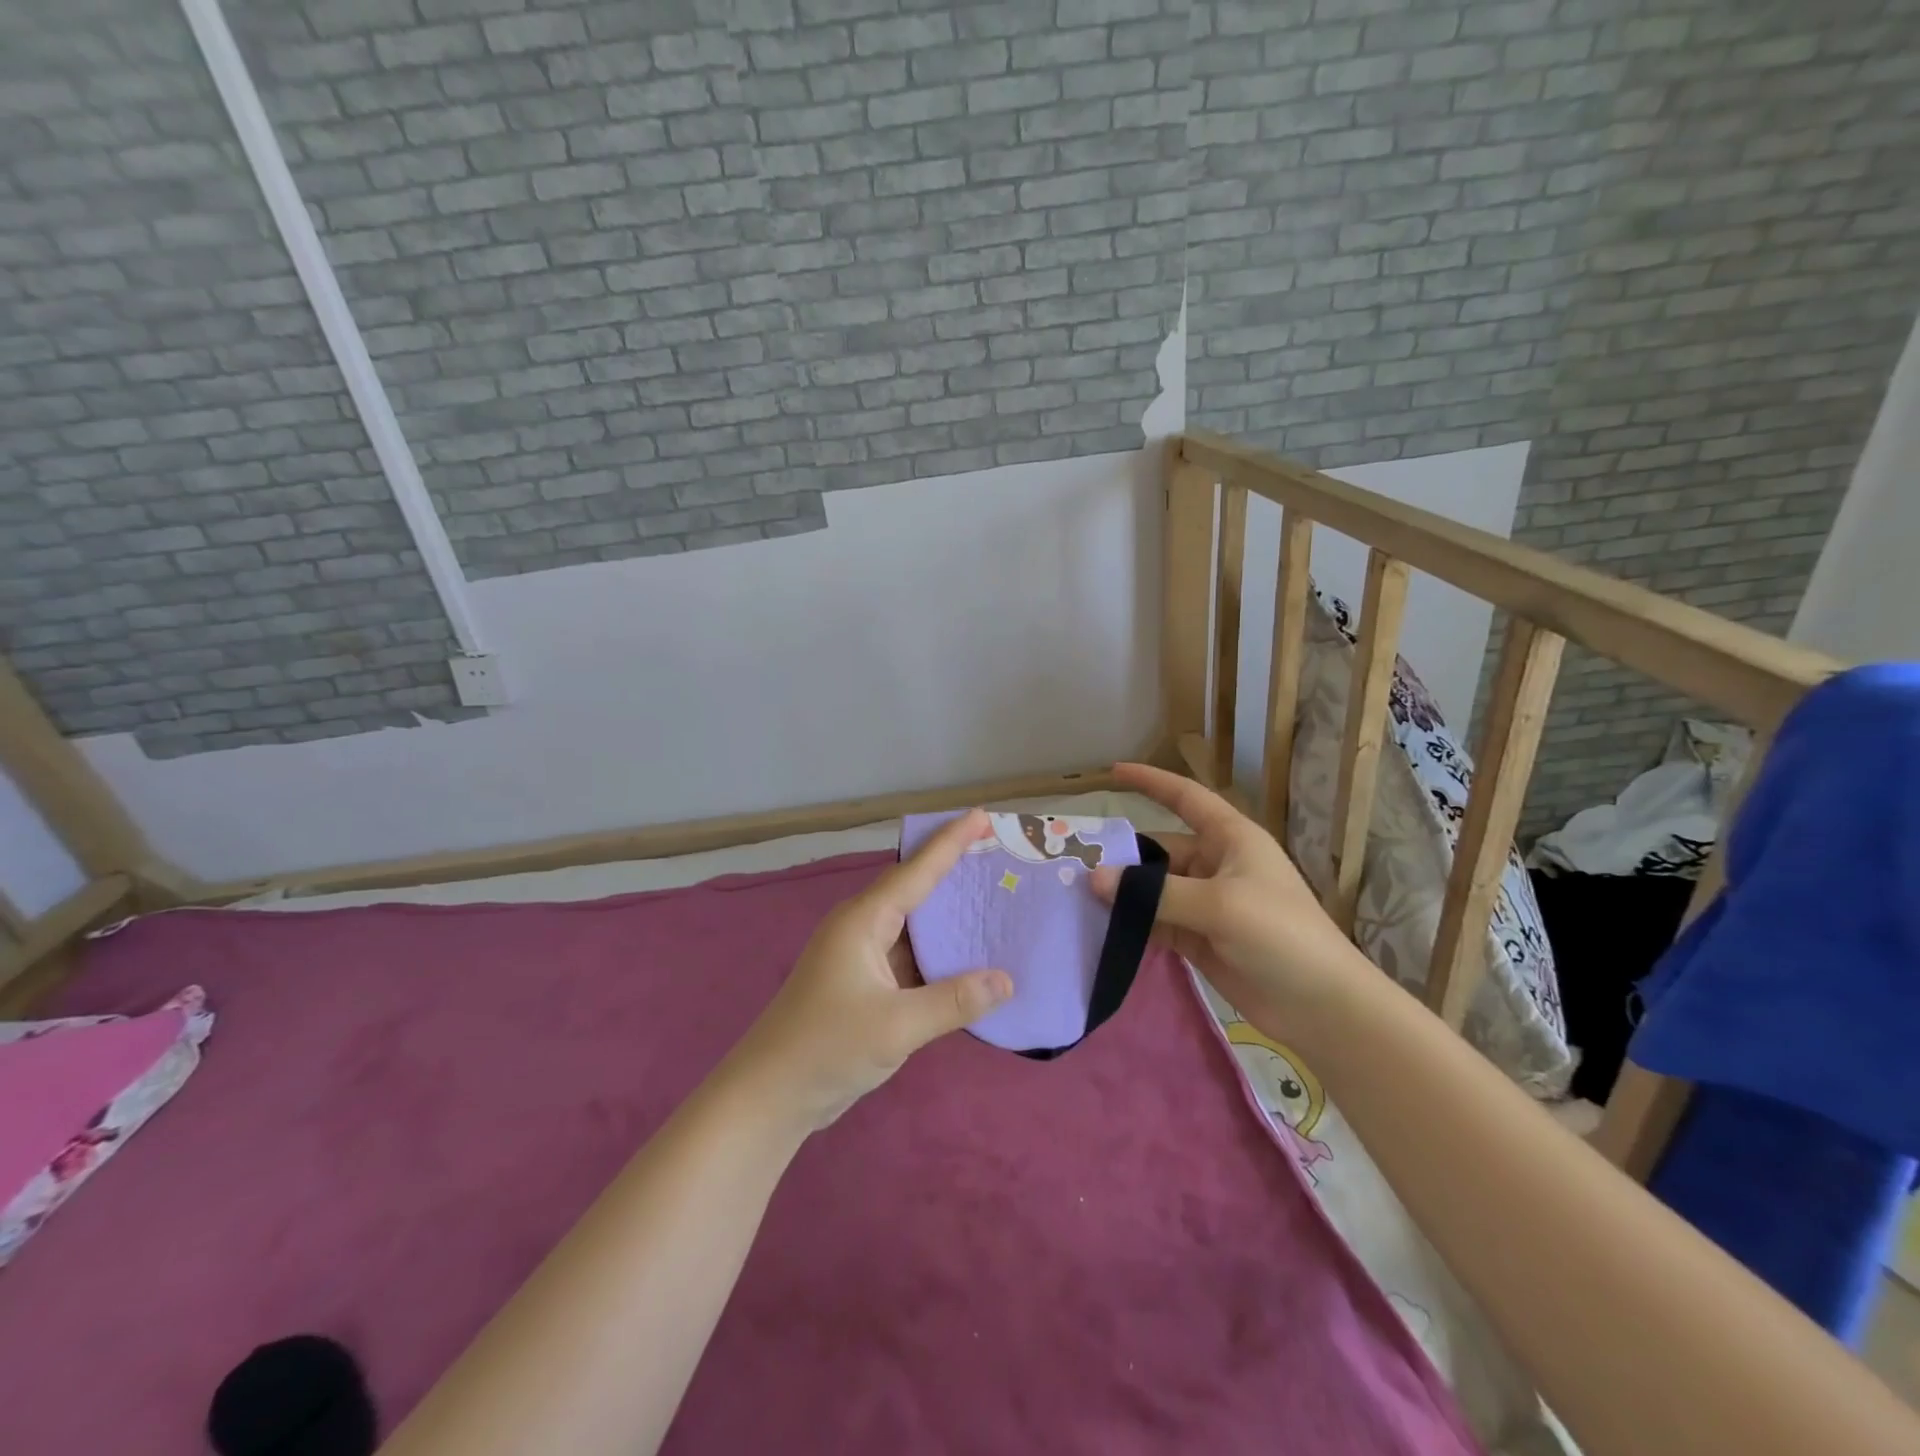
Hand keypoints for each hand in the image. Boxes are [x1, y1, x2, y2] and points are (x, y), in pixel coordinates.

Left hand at [727, 809, 1012, 1132]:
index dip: (951, 841)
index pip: (916, 870)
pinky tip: (971, 960)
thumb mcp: (897, 1025)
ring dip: (951, 919)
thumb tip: (1007, 980)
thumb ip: (954, 1001)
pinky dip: (940, 956)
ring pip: (915, 927)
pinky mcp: (865, 986)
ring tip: (997, 902)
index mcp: (863, 920)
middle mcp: (862, 928)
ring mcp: (862, 958)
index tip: (982, 816)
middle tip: (1001, 857)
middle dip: (956, 873)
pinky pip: (912, 958)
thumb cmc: (826, 1048)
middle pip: (916, 890)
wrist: (770, 1097)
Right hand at [1090, 762, 1371, 1030]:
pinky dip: (1133, 924)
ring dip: (1124, 894)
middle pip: (1159, 850)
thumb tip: (1094, 878)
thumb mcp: (1218, 905)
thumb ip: (1155, 893)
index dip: (1151, 781)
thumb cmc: (1280, 935)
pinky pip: (1157, 922)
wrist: (1321, 1006)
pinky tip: (1101, 928)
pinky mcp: (1199, 939)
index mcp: (1231, 839)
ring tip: (1077, 898)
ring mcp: (1207, 904)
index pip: (1185, 797)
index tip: (1113, 771)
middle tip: (1074, 865)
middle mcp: (1216, 865)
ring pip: (1154, 890)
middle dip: (1123, 857)